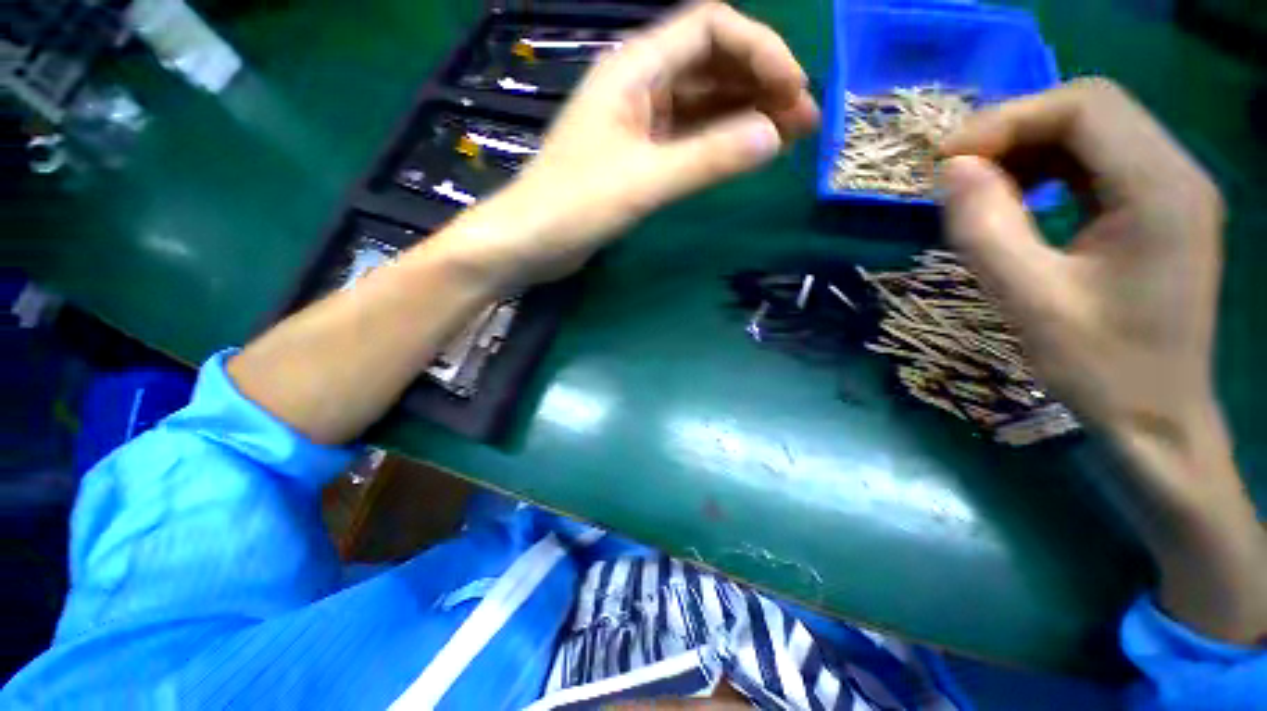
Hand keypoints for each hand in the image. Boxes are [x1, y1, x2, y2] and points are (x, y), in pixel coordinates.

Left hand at [438, 1, 818, 289]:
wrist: (530, 242)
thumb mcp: (643, 182)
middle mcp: (639, 86)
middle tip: (803, 120)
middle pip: (712, 64)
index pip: (710, 27)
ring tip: (787, 137)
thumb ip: (707, 158)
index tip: (793, 90)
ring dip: (746, 113)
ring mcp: (639, 123)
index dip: (759, 49)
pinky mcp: (639, 156)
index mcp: (634, 70)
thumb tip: (771, 136)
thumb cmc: (573, 207)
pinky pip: (689, 136)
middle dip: (761, 83)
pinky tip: (744, 153)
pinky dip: (720, 141)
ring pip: (703, 103)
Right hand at [939, 78, 1266, 643]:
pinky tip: (1012, 216)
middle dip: (1009, 132)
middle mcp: (1169, 177)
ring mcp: (1161, 198)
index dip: (1009, 118)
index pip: (1081, 104)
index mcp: (1156, 191)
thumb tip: (948, 176)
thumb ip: (986, 228)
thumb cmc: (1100, 379)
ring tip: (970, 197)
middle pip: (1082, 113)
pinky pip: (1085, 171)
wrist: (1155, 431)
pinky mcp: (1145, 219)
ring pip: (1083, 139)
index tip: (946, 160)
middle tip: (948, 177)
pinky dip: (1039, 179)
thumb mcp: (1027, 304)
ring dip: (1021, 156)